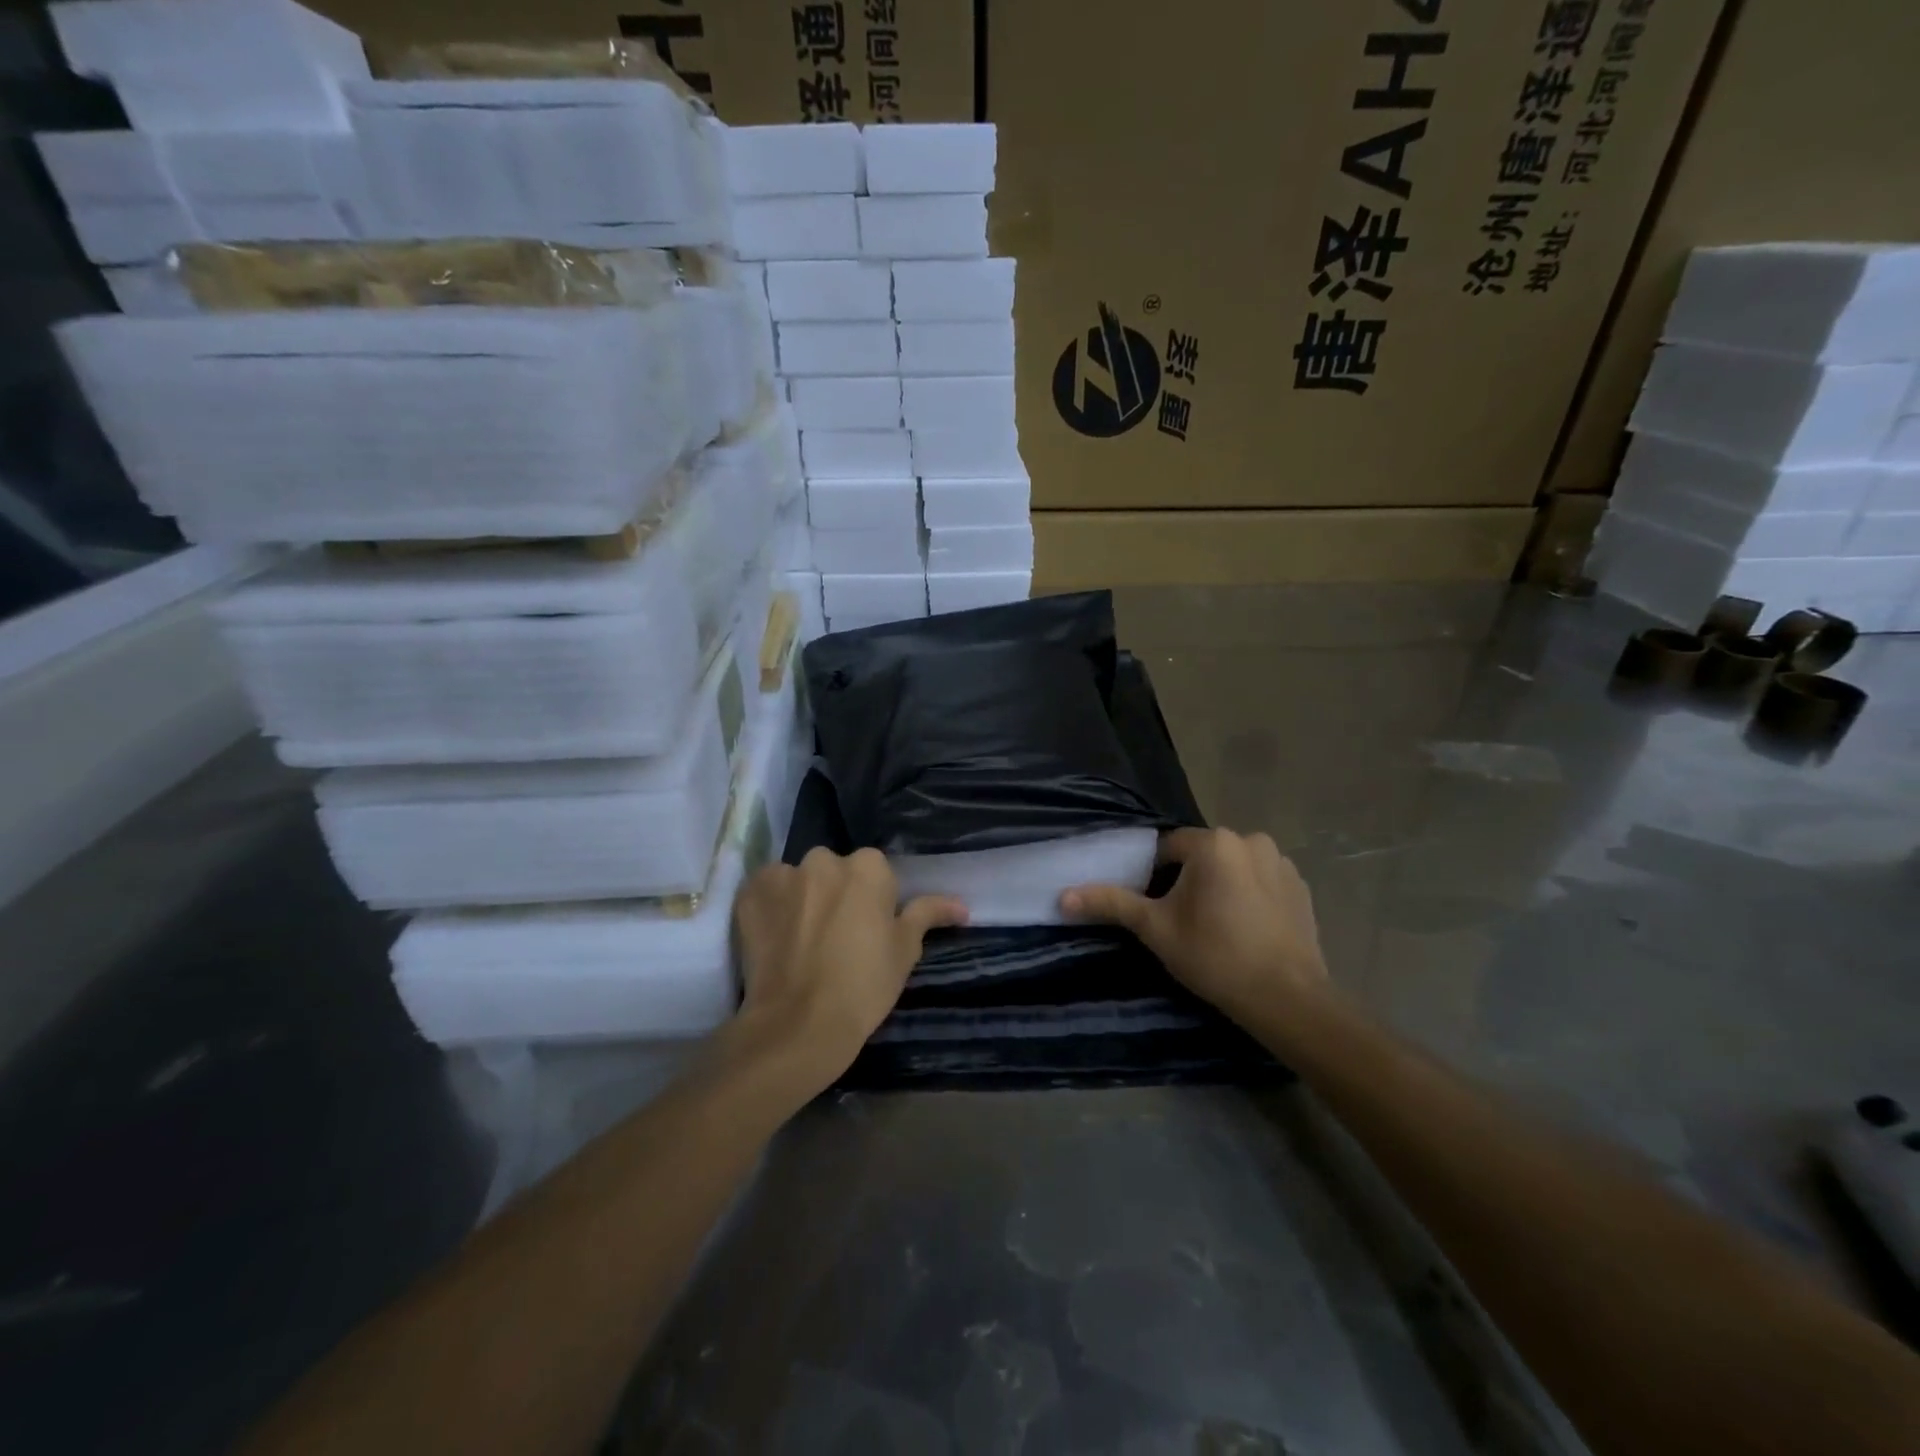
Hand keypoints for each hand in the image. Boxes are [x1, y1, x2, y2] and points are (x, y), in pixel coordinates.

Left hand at [731, 848, 966, 1093]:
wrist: (799, 1024)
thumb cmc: (864, 986)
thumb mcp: (905, 950)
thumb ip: (928, 914)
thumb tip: (961, 905)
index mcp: (867, 867)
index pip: (874, 871)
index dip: (873, 901)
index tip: (868, 931)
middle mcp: (823, 859)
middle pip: (834, 870)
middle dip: (836, 893)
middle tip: (837, 936)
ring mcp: (782, 875)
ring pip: (799, 880)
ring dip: (802, 898)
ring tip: (802, 942)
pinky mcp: (749, 895)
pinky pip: (765, 892)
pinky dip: (771, 909)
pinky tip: (776, 939)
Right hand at [1061, 827, 1327, 1022]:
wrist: (1286, 998)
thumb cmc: (1214, 956)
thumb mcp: (1155, 928)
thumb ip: (1111, 903)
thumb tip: (1062, 896)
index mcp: (1214, 842)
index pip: (1168, 847)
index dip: (1155, 876)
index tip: (1156, 908)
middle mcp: (1251, 840)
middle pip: (1201, 855)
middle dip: (1188, 880)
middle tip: (1183, 921)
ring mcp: (1282, 862)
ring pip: (1232, 867)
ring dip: (1220, 885)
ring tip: (1216, 926)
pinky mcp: (1301, 886)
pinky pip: (1261, 880)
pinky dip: (1249, 895)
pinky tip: (1246, 928)